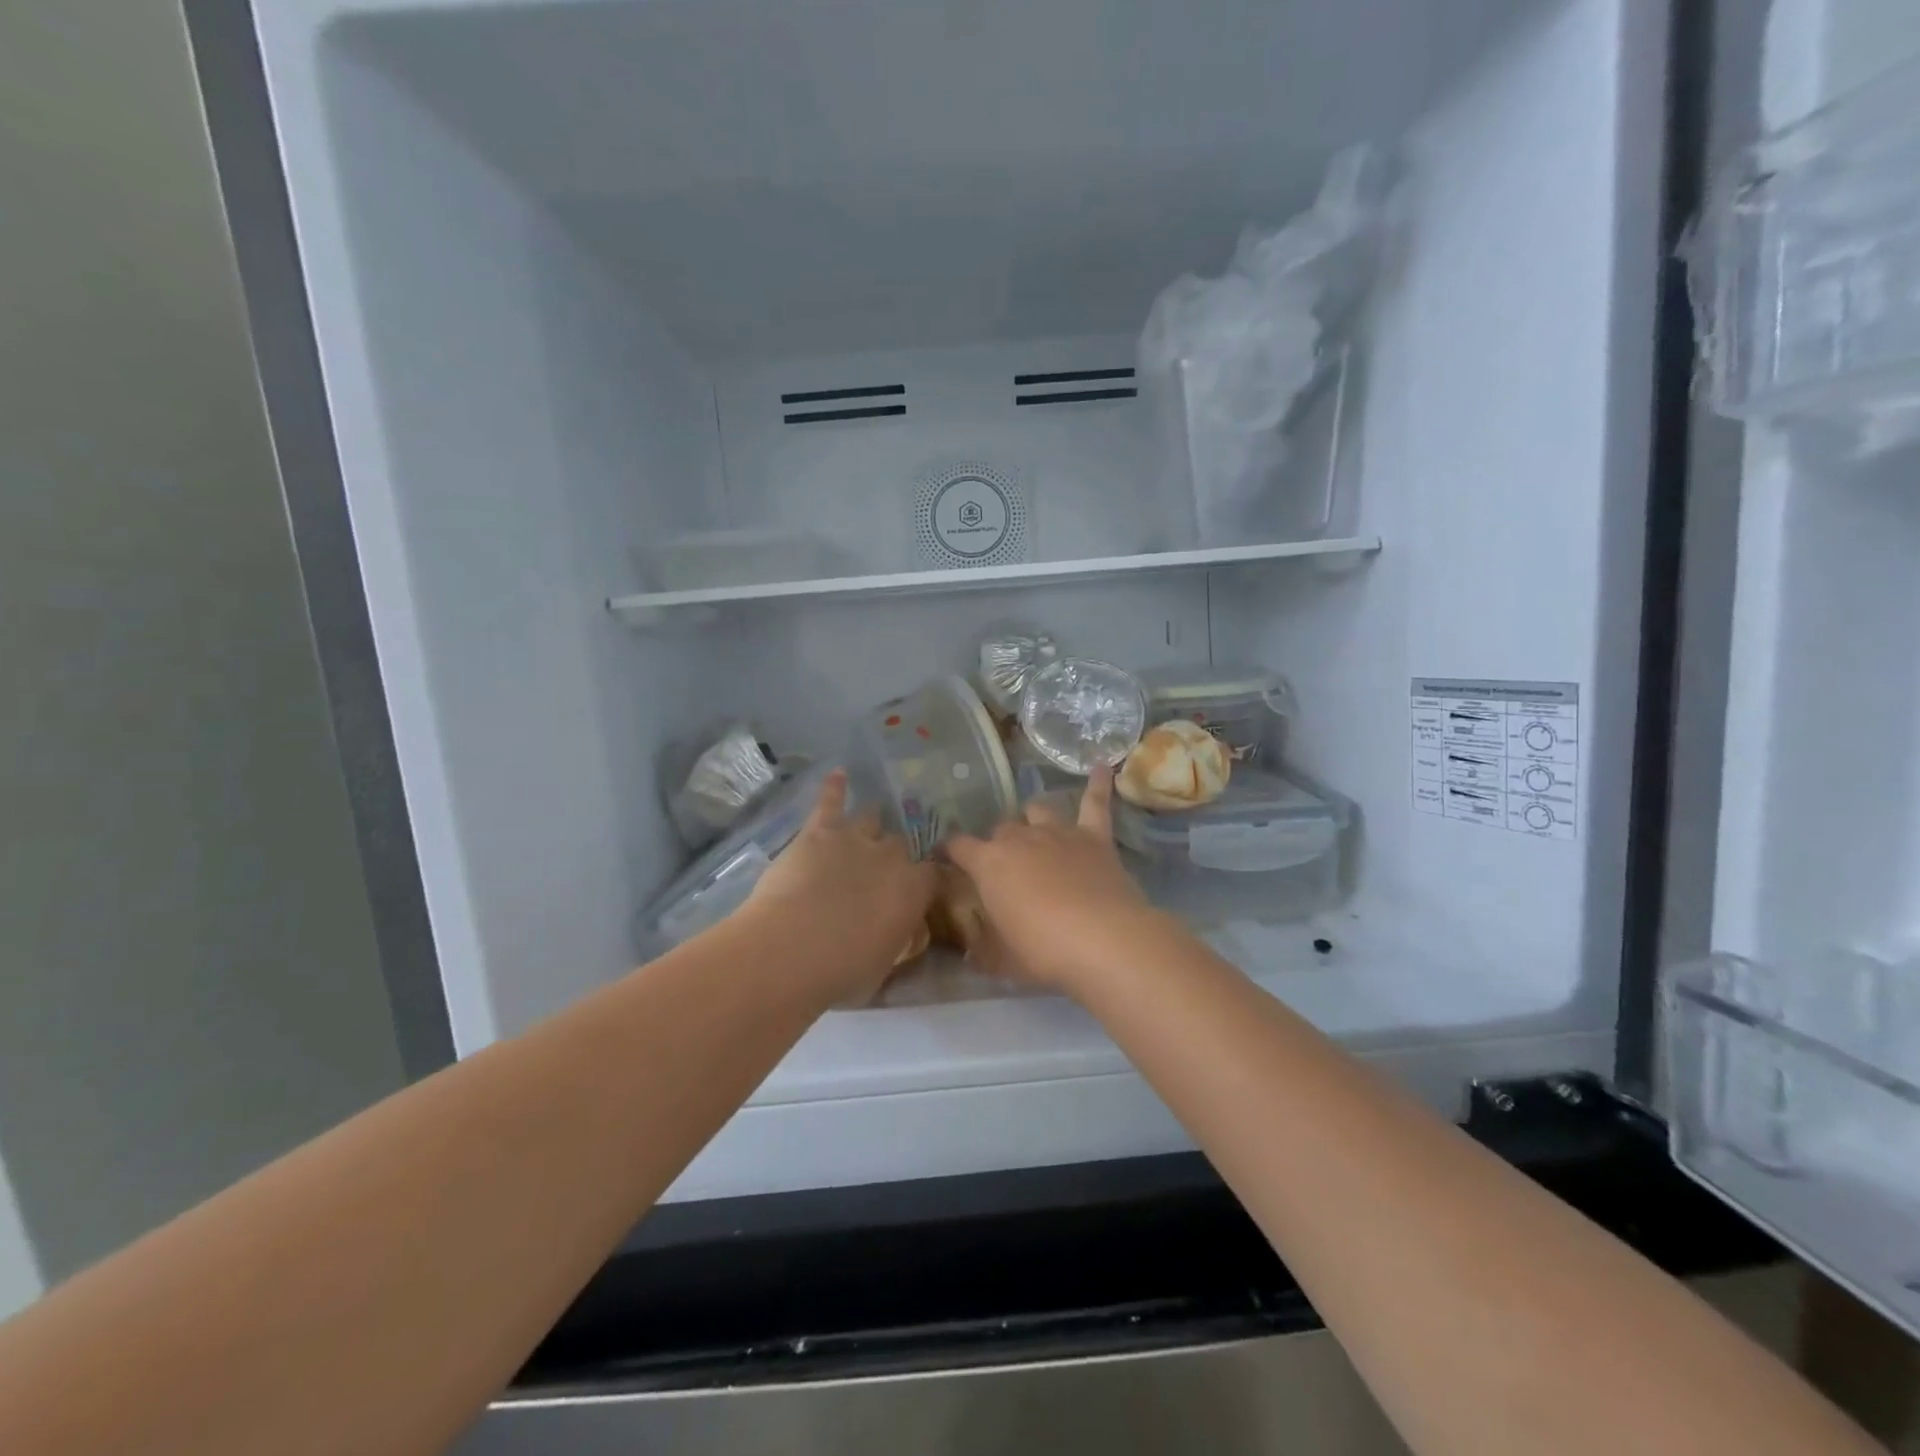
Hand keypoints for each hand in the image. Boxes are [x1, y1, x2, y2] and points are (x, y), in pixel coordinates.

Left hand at [743, 770, 936, 1005]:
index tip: (919, 889)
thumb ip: (893, 942)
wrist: (792, 948)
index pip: (932, 875)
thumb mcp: (881, 968)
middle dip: (893, 855)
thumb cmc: (841, 972)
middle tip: (879, 870)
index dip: (926, 880)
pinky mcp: (820, 831)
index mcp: (913, 891)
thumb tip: (896, 936)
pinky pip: (830, 801)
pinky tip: (838, 774)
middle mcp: (891, 857)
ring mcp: (855, 839)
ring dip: (870, 821)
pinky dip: (834, 788)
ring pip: (871, 819)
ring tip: (869, 819)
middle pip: (900, 845)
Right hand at [945, 767, 1176, 995]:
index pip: (958, 846)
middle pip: (1001, 830)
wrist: (1103, 939)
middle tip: (1005, 869)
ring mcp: (1058, 831)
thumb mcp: (1001, 959)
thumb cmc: (1043, 950)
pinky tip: (1100, 767)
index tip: (943, 857)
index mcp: (989, 863)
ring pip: (1038, 810)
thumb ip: (982, 947)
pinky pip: (1095, 802)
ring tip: (1036, 830)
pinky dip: (1097, 785)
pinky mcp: (1094, 836)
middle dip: (998, 844)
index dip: (948, 851)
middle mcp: (1019, 837)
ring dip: (1033, 818)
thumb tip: (970, 948)